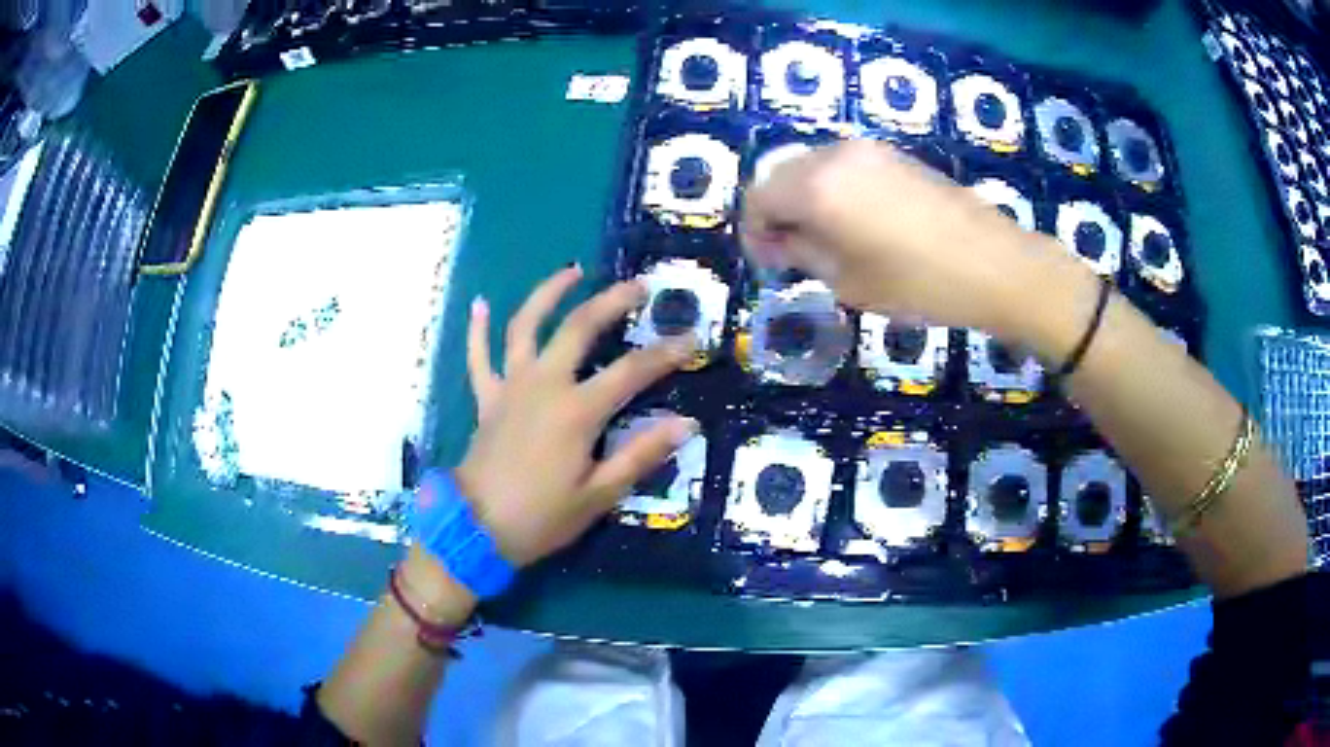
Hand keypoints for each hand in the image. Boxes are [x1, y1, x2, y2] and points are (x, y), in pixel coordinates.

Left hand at [457, 265, 697, 566]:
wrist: (475, 528)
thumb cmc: (541, 517)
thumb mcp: (599, 495)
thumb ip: (641, 455)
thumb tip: (686, 423)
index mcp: (577, 410)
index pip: (632, 371)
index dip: (665, 353)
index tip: (691, 338)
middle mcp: (544, 384)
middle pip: (579, 328)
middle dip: (611, 301)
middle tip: (637, 285)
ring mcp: (510, 386)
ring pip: (526, 326)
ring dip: (548, 294)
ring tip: (571, 271)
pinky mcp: (487, 398)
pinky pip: (479, 357)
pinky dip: (478, 330)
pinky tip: (480, 304)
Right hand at [740, 139, 1078, 334]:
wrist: (994, 264)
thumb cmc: (917, 283)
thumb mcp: (849, 281)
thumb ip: (803, 253)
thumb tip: (781, 242)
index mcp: (816, 186)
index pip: (758, 197)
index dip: (755, 231)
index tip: (771, 262)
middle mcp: (835, 155)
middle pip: (783, 176)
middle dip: (779, 213)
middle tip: (795, 254)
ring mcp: (868, 150)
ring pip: (814, 168)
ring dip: (808, 201)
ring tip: (829, 241)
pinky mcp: (895, 155)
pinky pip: (845, 167)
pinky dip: (836, 191)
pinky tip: (859, 223)